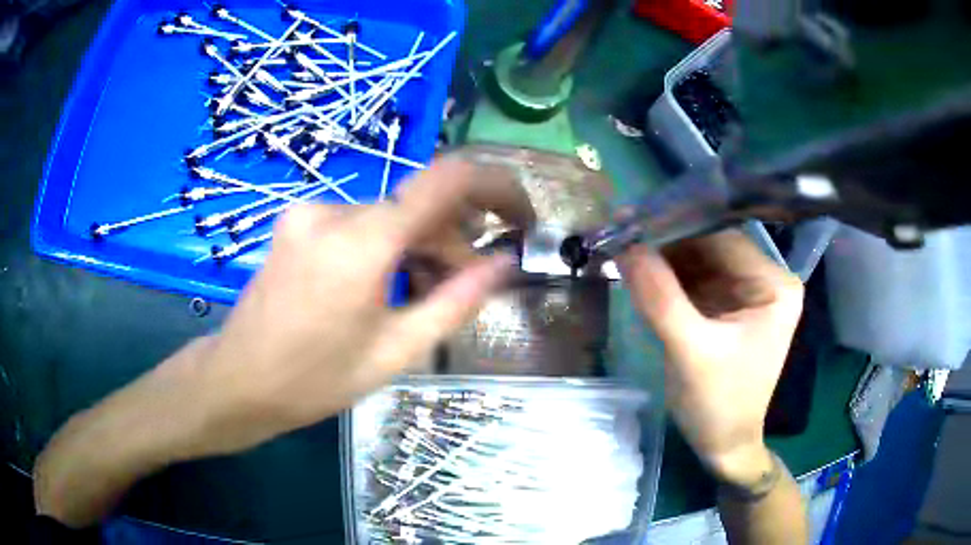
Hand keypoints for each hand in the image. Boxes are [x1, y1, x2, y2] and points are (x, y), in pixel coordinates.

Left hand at [34, 159, 533, 526]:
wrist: (238, 380)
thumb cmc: (314, 379)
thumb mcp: (396, 351)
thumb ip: (456, 301)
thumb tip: (504, 264)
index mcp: (362, 241)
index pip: (448, 179)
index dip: (495, 185)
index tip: (519, 213)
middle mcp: (334, 209)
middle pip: (416, 206)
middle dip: (451, 240)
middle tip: (467, 283)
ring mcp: (310, 212)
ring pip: (388, 216)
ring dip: (417, 246)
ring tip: (423, 293)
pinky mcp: (297, 222)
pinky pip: (359, 223)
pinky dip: (385, 246)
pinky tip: (383, 284)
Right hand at [618, 230, 802, 484]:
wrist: (722, 445)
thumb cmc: (718, 405)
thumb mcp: (690, 353)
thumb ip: (660, 298)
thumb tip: (625, 247)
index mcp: (774, 286)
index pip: (725, 241)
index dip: (678, 227)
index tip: (633, 220)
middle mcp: (764, 281)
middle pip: (711, 247)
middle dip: (667, 243)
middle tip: (620, 231)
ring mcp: (745, 293)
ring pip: (699, 262)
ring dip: (663, 258)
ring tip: (622, 247)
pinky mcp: (726, 307)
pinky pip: (694, 281)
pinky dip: (667, 278)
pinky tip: (638, 270)